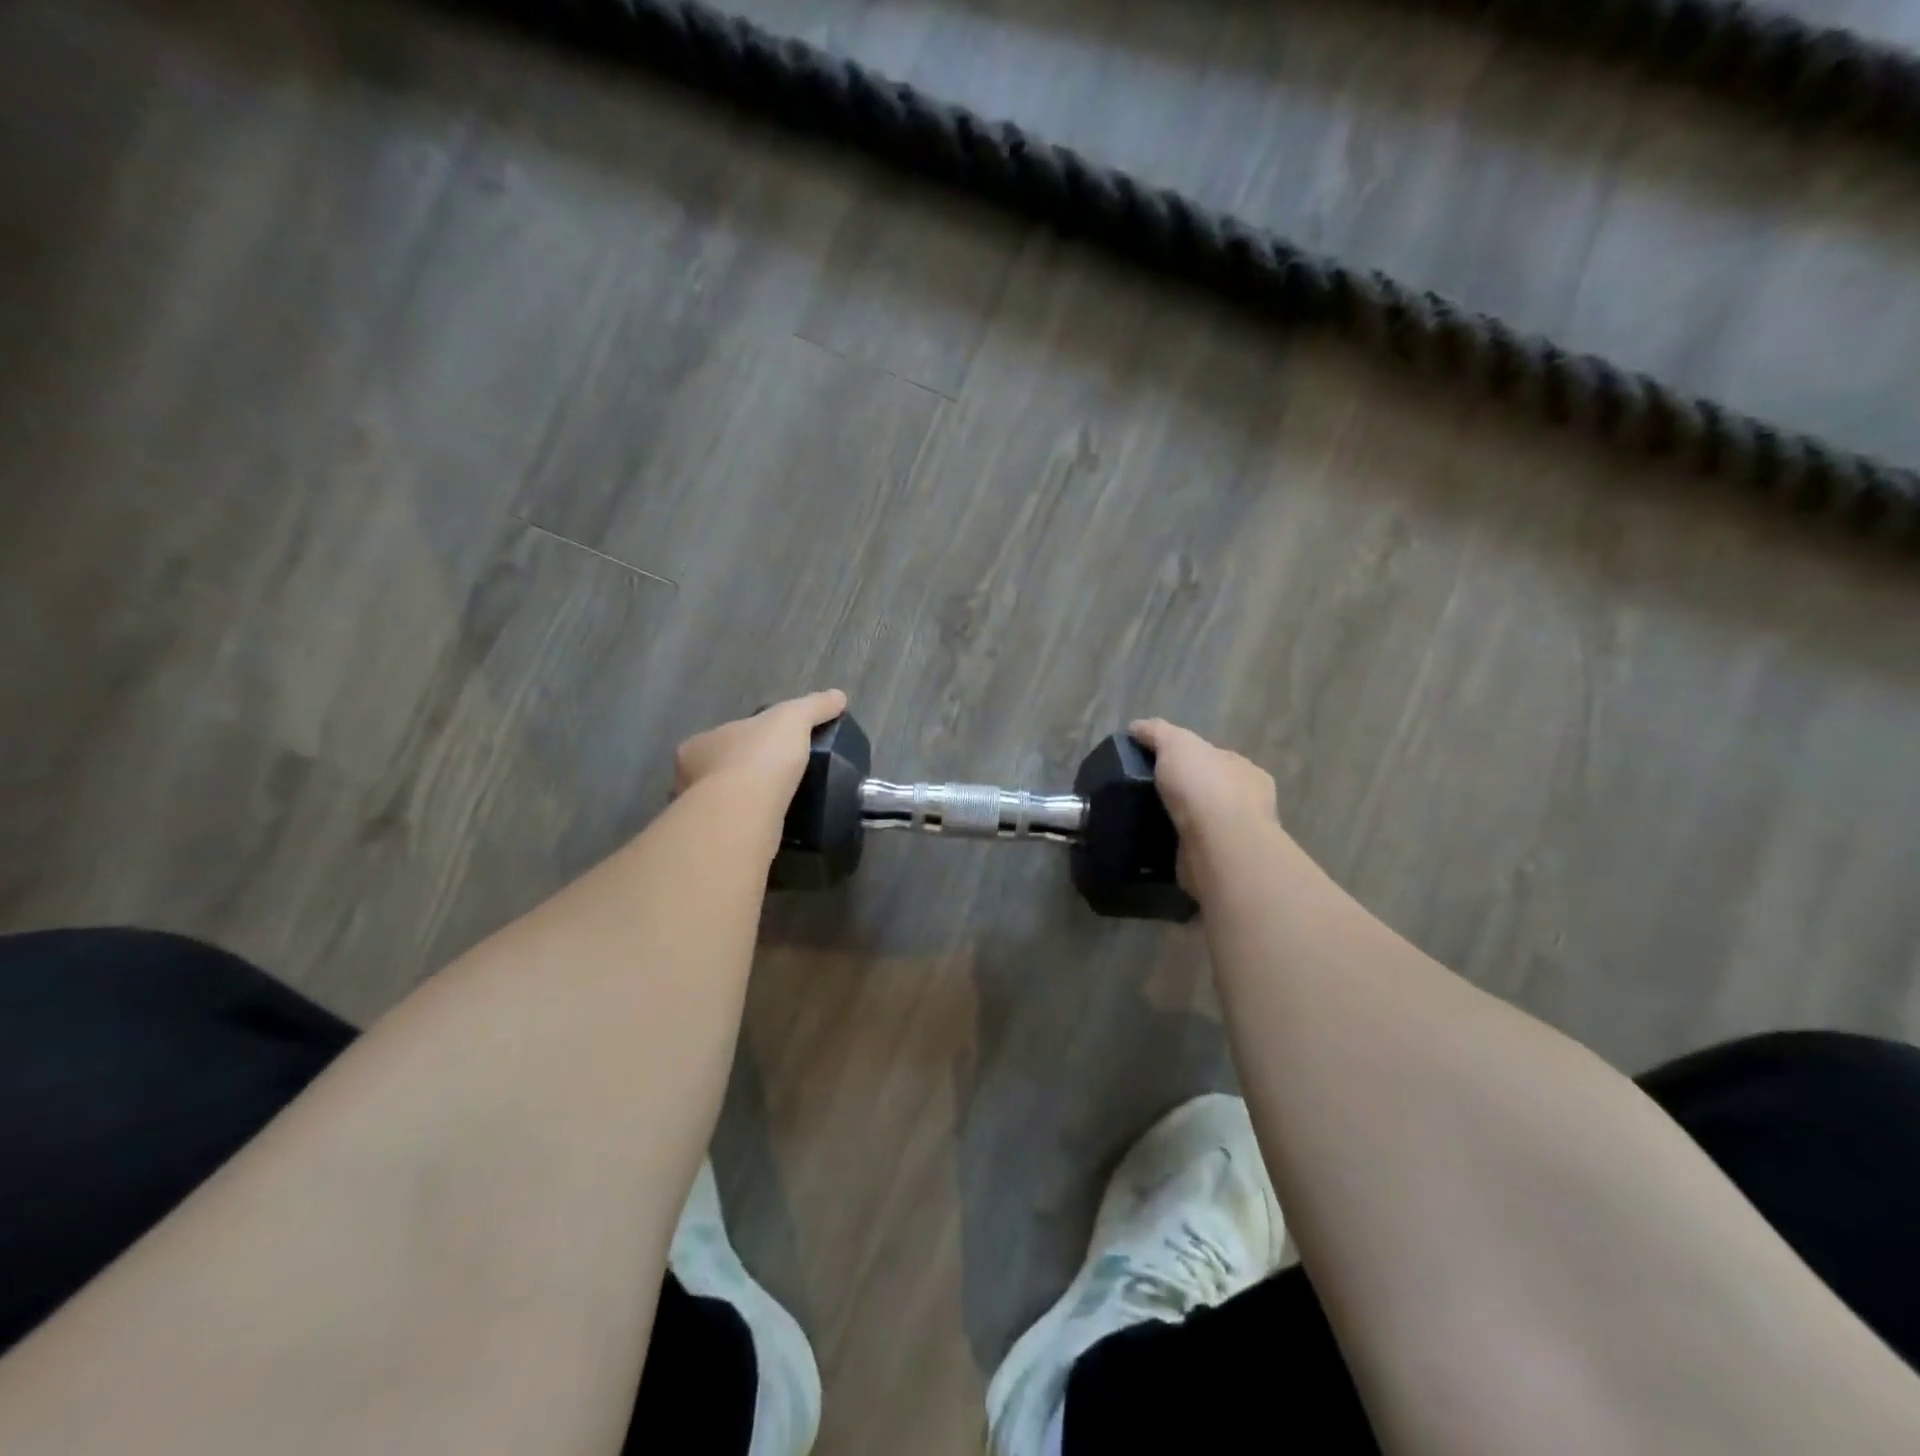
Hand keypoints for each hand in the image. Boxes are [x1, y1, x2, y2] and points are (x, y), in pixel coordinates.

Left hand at [675, 691, 847, 813]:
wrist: (744, 812)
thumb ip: (814, 707)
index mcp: (700, 744)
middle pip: (720, 769)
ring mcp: (698, 812)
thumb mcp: (793, 719)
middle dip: (743, 772)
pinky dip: (751, 825)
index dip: (747, 738)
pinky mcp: (712, 840)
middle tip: (777, 777)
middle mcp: (689, 778)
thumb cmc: (759, 757)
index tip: (770, 746)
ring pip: (725, 802)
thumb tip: (838, 696)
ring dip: (746, 801)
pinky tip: (773, 826)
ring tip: (779, 803)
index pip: (725, 737)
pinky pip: (734, 827)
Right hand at [1129, 718, 1280, 893]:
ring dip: (1179, 822)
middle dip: (1184, 792)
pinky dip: (1174, 847)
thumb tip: (1136, 727)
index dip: (1187, 757)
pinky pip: (1192, 850)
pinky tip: (1152, 845)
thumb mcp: (1176, 744)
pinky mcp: (1220, 864)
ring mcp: (1236, 836)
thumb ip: (1157, 733)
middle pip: (1208, 790)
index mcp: (1244, 770)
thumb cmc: (1204, 787)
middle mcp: (1247, 803)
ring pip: (1202, 823)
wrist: (1218, 846)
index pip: (1214, 758)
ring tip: (1144, 821)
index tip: (1157, 763)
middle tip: (1147, 794)